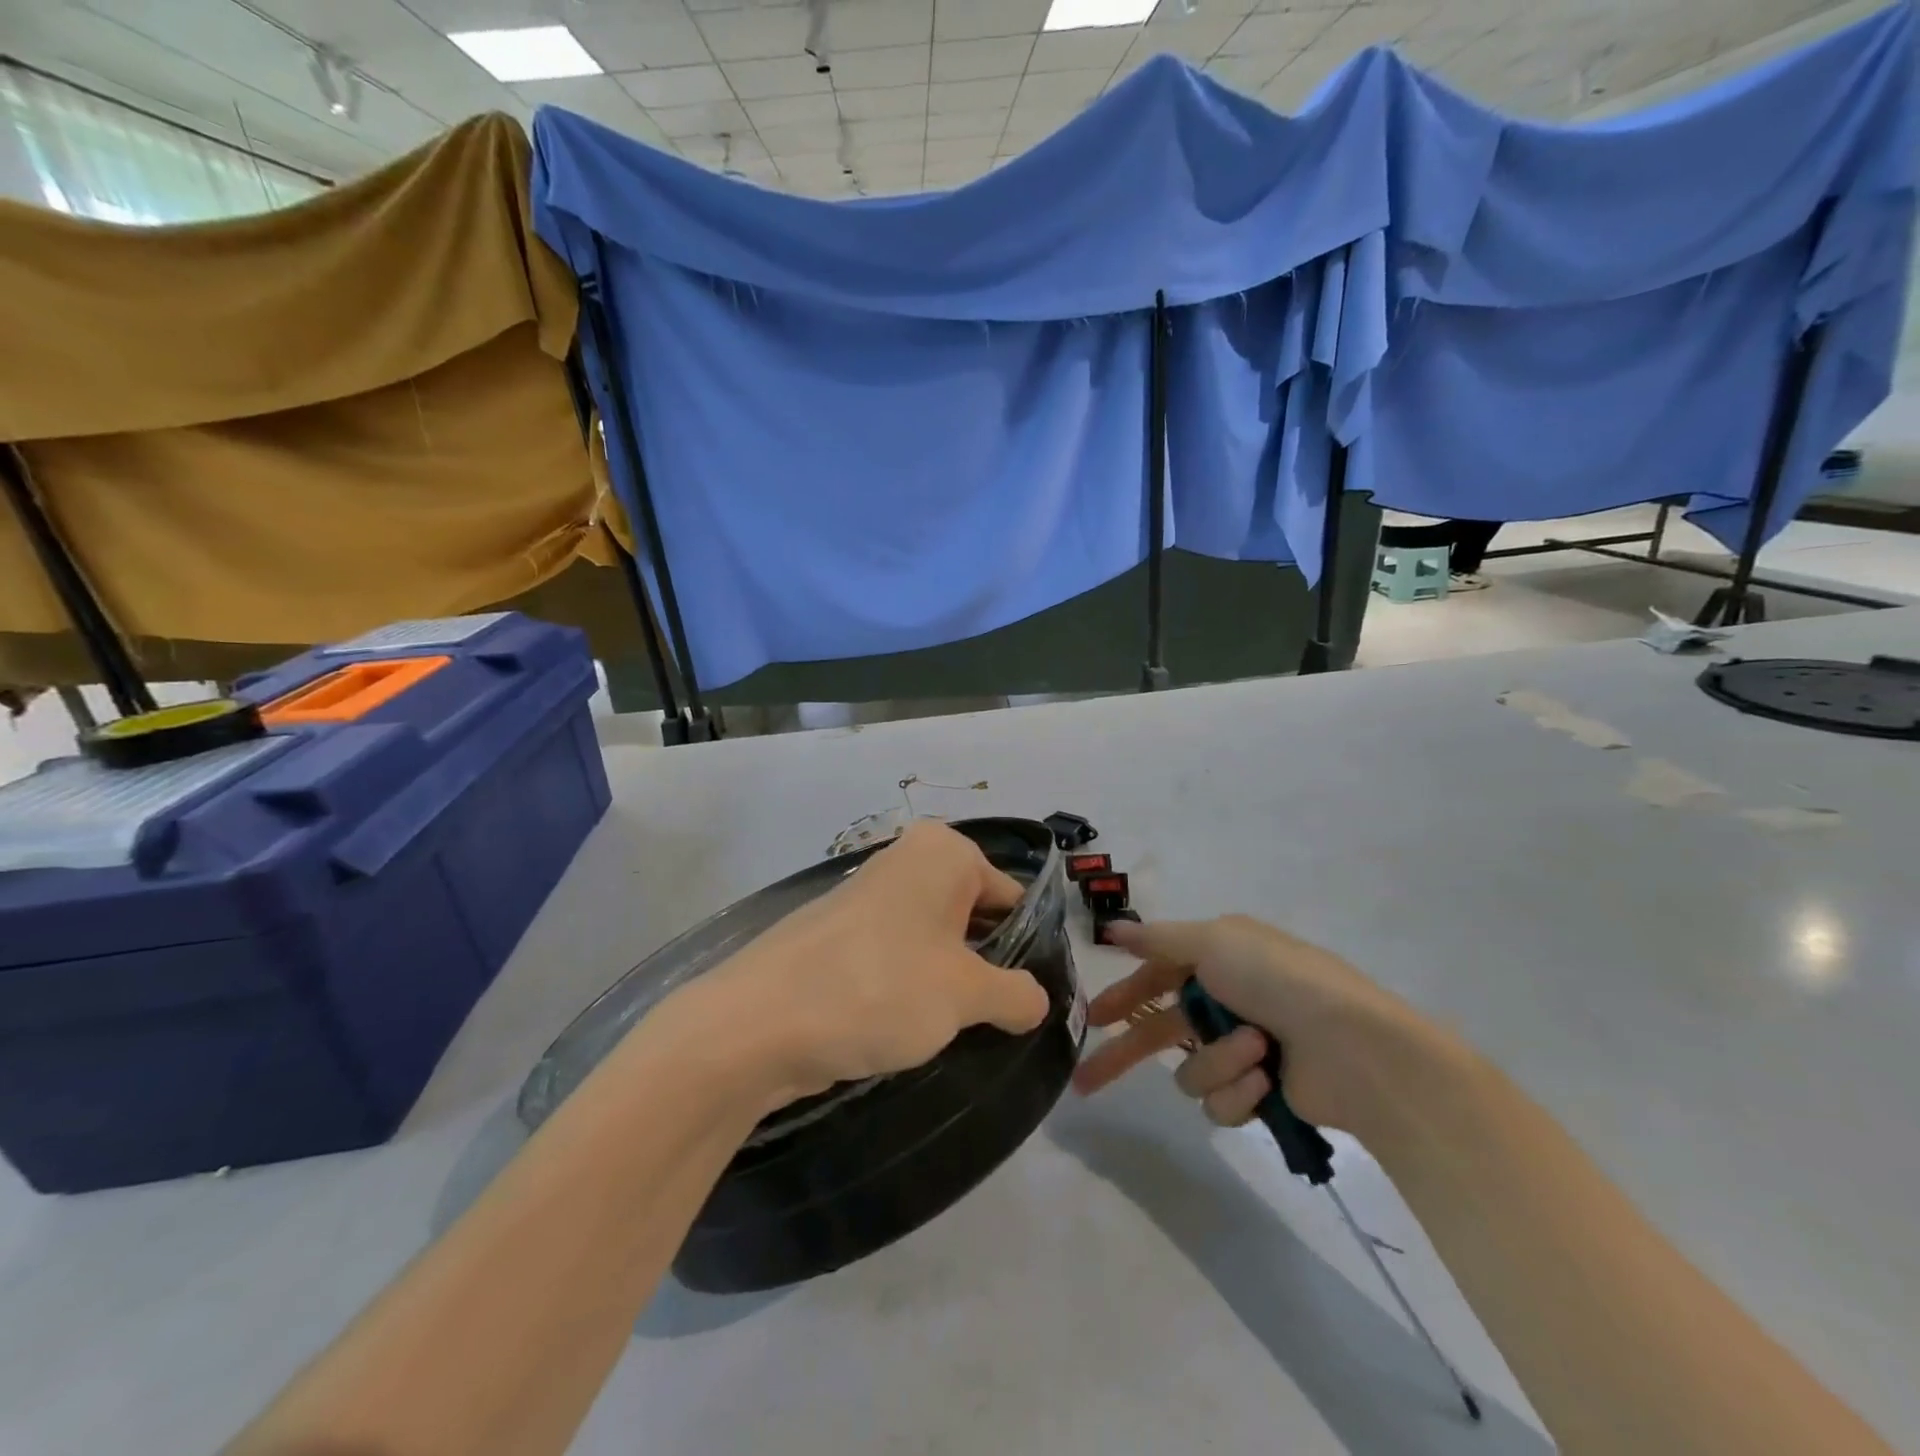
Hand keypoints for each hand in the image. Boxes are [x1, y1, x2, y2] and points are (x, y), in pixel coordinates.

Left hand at [692, 822, 1051, 1106]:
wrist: (759, 1022)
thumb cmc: (880, 987)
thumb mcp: (967, 995)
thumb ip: (1017, 994)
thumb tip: (1038, 1001)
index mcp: (943, 853)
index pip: (1010, 897)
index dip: (1027, 948)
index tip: (1034, 998)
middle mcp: (906, 861)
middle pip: (972, 915)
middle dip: (988, 965)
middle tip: (1003, 1020)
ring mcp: (868, 896)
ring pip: (934, 939)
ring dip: (950, 980)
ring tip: (958, 1029)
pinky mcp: (840, 935)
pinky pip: (896, 955)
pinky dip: (911, 986)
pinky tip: (908, 1028)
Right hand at [1070, 915, 1423, 1131]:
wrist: (1356, 1047)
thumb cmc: (1280, 980)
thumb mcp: (1214, 942)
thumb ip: (1157, 939)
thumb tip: (1111, 929)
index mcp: (1218, 960)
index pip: (1156, 977)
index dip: (1123, 995)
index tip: (1092, 1017)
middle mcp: (1227, 1002)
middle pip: (1160, 1032)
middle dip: (1126, 1055)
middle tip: (1087, 1083)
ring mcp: (1243, 1051)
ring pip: (1191, 1070)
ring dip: (1218, 1061)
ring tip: (1256, 1052)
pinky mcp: (1260, 1095)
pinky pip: (1221, 1101)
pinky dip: (1240, 1089)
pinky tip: (1265, 1080)